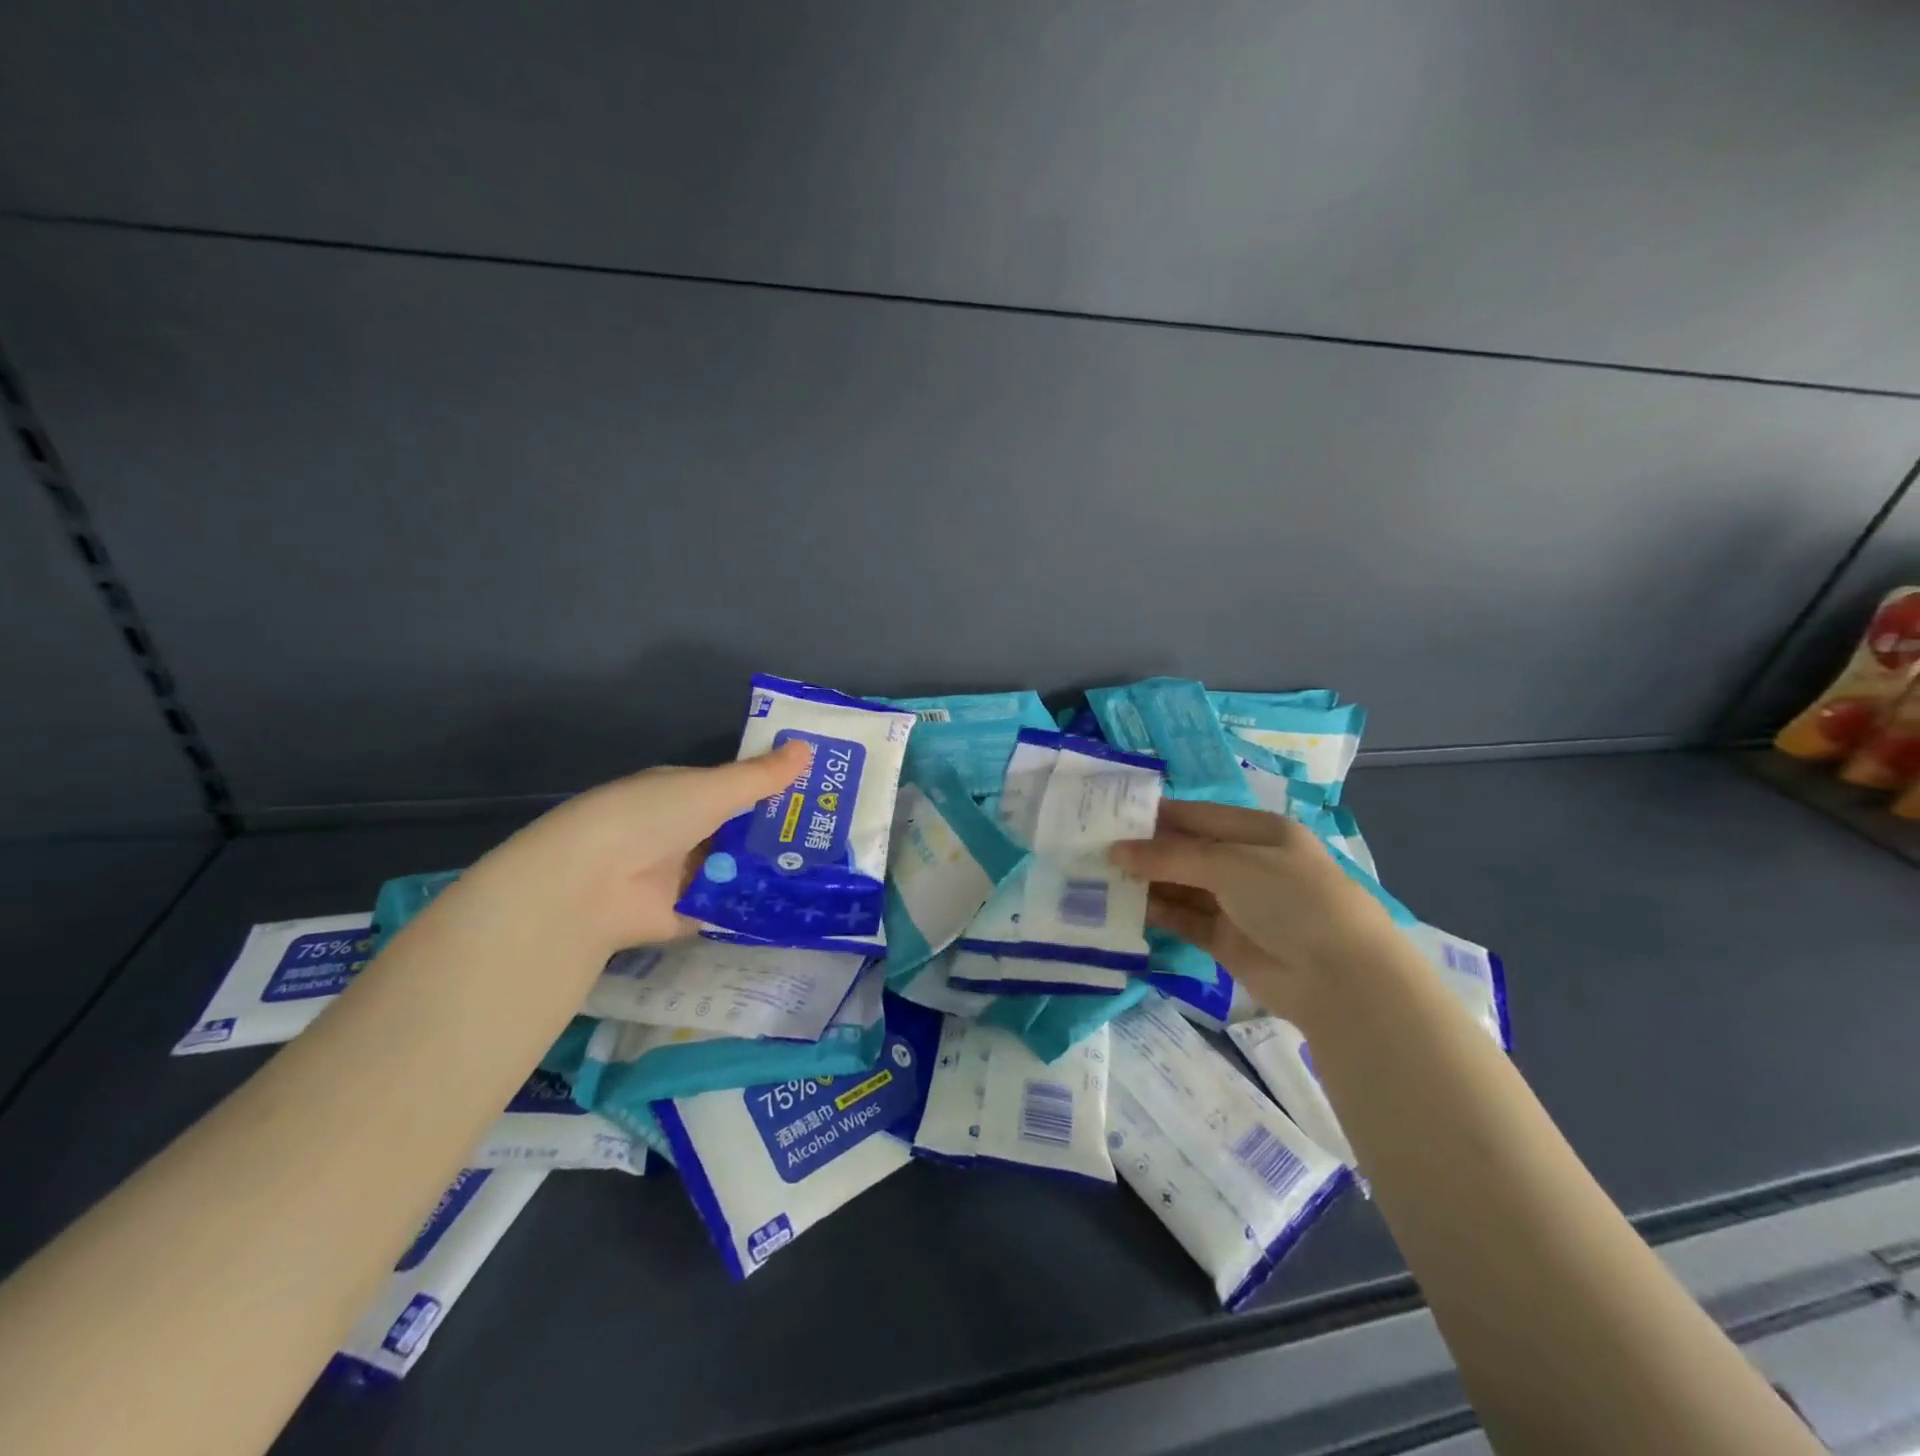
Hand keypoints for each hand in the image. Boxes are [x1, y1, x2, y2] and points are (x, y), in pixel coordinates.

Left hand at [470, 739, 812, 955]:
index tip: (821, 792)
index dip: (776, 789)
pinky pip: (732, 906)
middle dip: (782, 833)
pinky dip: (759, 904)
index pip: (737, 789)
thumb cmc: (651, 818)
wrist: (593, 885)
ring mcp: (686, 875)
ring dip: (774, 869)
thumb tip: (808, 747)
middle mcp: (684, 832)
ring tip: (831, 869)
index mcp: (684, 794)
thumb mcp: (713, 789)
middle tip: (838, 835)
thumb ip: (761, 776)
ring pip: (741, 868)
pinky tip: (802, 903)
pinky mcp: (689, 914)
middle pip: (742, 831)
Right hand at [1110, 800, 1400, 1021]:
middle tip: (1093, 848)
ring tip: (1097, 877)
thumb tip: (1115, 851)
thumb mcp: (1231, 864)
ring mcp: (1235, 903)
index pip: (1196, 815)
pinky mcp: (1225, 939)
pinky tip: (1122, 907)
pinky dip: (1156, 913)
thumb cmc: (1291, 899)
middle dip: (1144, 850)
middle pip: (1185, 851)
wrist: (1339, 978)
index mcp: (1257, 831)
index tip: (1109, 816)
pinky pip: (1183, 919)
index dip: (1155, 815)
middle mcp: (1245, 863)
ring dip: (1145, 882)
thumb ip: (1170, 857)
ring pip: (1180, 886)